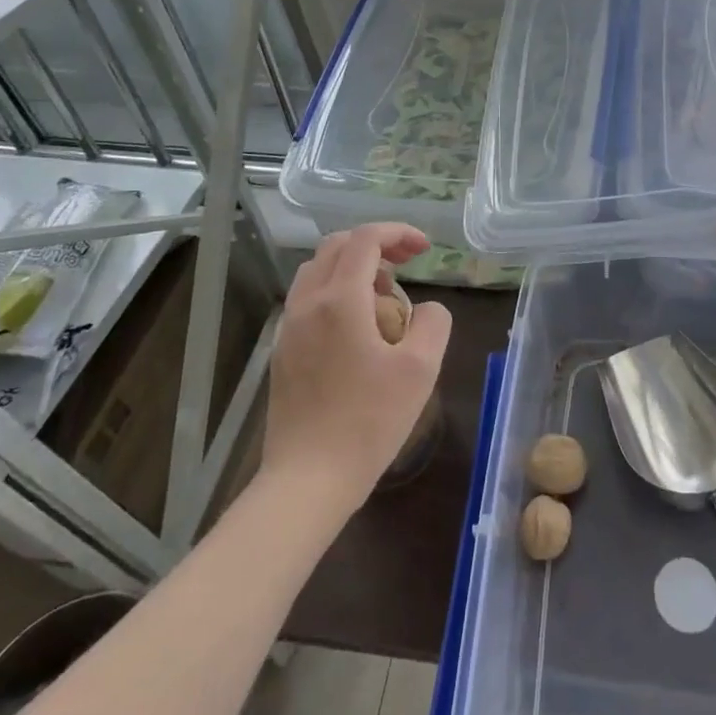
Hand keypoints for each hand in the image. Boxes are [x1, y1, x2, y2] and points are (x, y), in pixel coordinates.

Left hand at [263, 223, 453, 502]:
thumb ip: (432, 322)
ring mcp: (289, 328)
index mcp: (340, 300)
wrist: (307, 481)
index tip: (425, 248)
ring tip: (384, 294)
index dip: (398, 233)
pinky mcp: (283, 353)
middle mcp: (308, 304)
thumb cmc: (368, 422)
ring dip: (352, 267)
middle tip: (406, 264)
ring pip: (317, 271)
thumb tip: (425, 309)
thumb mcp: (421, 369)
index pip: (366, 239)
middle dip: (375, 244)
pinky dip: (336, 292)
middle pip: (337, 246)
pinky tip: (358, 327)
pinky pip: (308, 300)